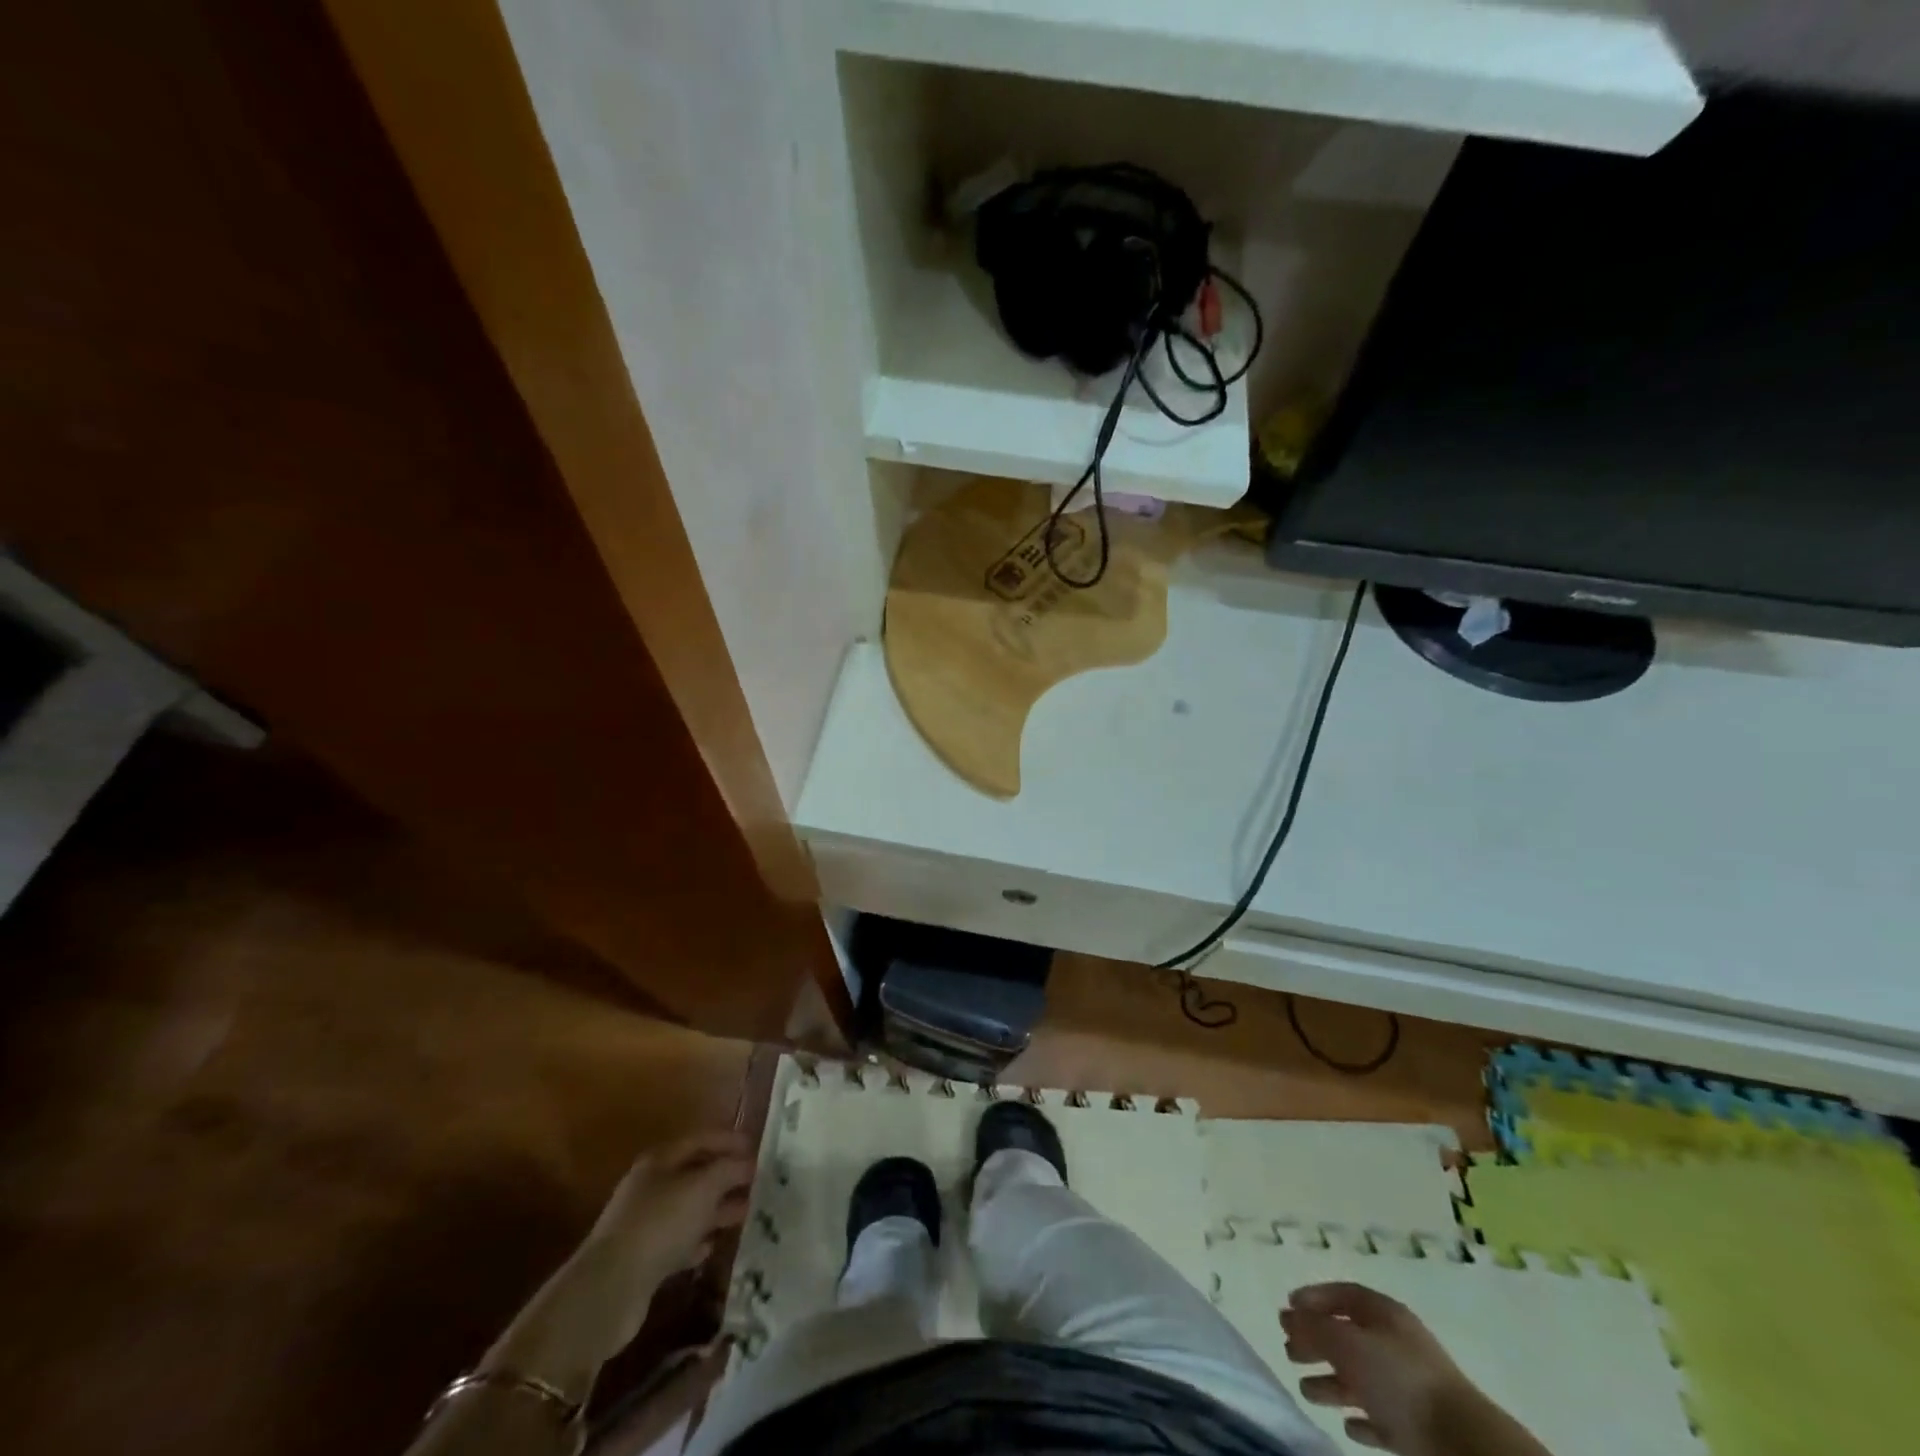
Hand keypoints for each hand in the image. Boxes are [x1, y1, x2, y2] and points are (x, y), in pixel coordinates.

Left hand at [585, 1130, 755, 1285]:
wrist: (610, 1290)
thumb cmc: (660, 1223)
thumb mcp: (703, 1187)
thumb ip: (729, 1170)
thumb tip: (748, 1163)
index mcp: (660, 1161)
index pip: (700, 1140)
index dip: (729, 1141)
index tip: (757, 1148)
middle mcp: (650, 1187)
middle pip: (694, 1174)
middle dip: (725, 1177)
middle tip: (757, 1182)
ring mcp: (645, 1224)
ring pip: (688, 1209)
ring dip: (716, 1210)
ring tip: (745, 1213)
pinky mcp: (643, 1259)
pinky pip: (677, 1242)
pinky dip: (697, 1241)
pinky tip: (713, 1246)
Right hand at [1281, 1283, 1469, 1454]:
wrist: (1463, 1444)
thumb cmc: (1399, 1379)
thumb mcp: (1346, 1343)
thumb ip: (1312, 1326)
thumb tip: (1286, 1314)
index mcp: (1384, 1313)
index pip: (1342, 1294)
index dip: (1313, 1298)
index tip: (1287, 1308)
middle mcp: (1396, 1342)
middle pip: (1348, 1336)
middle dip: (1316, 1343)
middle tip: (1289, 1352)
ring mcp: (1409, 1385)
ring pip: (1361, 1378)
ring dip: (1332, 1383)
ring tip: (1307, 1391)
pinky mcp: (1418, 1426)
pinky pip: (1381, 1415)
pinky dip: (1361, 1417)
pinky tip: (1347, 1424)